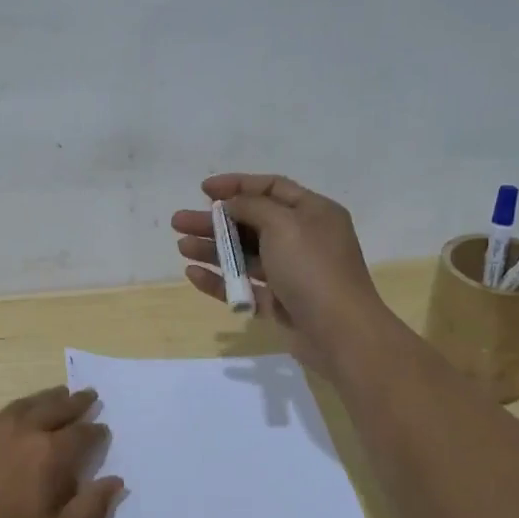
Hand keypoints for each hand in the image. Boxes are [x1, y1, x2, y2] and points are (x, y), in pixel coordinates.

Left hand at [0, 386, 122, 517]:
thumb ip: (91, 509)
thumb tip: (116, 481)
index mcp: (50, 453)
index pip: (83, 434)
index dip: (97, 432)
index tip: (104, 429)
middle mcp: (23, 428)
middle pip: (56, 407)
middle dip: (76, 402)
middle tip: (88, 394)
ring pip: (25, 404)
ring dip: (45, 399)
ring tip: (56, 395)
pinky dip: (8, 412)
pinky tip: (6, 417)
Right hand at [171, 173, 390, 376]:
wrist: (339, 332)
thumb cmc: (313, 269)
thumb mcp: (284, 225)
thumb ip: (253, 207)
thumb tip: (232, 204)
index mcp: (313, 213)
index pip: (271, 188)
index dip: (237, 185)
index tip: (204, 189)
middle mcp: (302, 239)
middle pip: (251, 222)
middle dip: (214, 221)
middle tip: (179, 221)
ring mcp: (290, 273)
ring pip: (244, 255)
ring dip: (213, 248)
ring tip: (182, 247)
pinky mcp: (279, 302)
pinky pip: (244, 286)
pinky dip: (220, 279)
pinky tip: (193, 274)